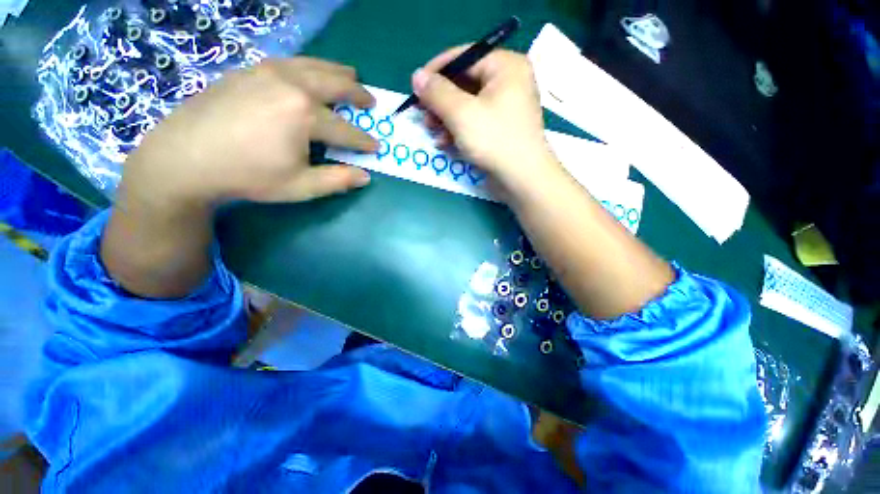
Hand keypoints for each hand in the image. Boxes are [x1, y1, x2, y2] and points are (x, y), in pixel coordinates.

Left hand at [124, 57, 377, 207]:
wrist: (184, 158)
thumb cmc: (248, 176)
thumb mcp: (300, 186)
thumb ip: (337, 180)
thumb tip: (365, 177)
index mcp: (305, 114)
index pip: (346, 130)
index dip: (364, 141)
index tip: (377, 146)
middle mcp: (290, 84)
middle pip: (334, 84)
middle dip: (357, 93)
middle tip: (370, 100)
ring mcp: (266, 71)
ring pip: (312, 65)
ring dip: (336, 72)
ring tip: (350, 75)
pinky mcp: (247, 70)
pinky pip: (288, 63)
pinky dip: (308, 67)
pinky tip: (309, 73)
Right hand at [412, 47, 559, 191]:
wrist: (522, 179)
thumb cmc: (494, 140)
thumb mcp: (461, 113)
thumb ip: (437, 92)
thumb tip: (416, 76)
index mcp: (505, 66)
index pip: (464, 57)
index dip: (436, 71)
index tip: (415, 87)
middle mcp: (508, 82)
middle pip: (464, 83)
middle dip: (440, 102)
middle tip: (422, 115)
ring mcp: (505, 108)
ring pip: (467, 106)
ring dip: (446, 119)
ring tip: (432, 133)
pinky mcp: (500, 130)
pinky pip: (475, 122)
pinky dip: (458, 131)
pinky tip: (445, 143)